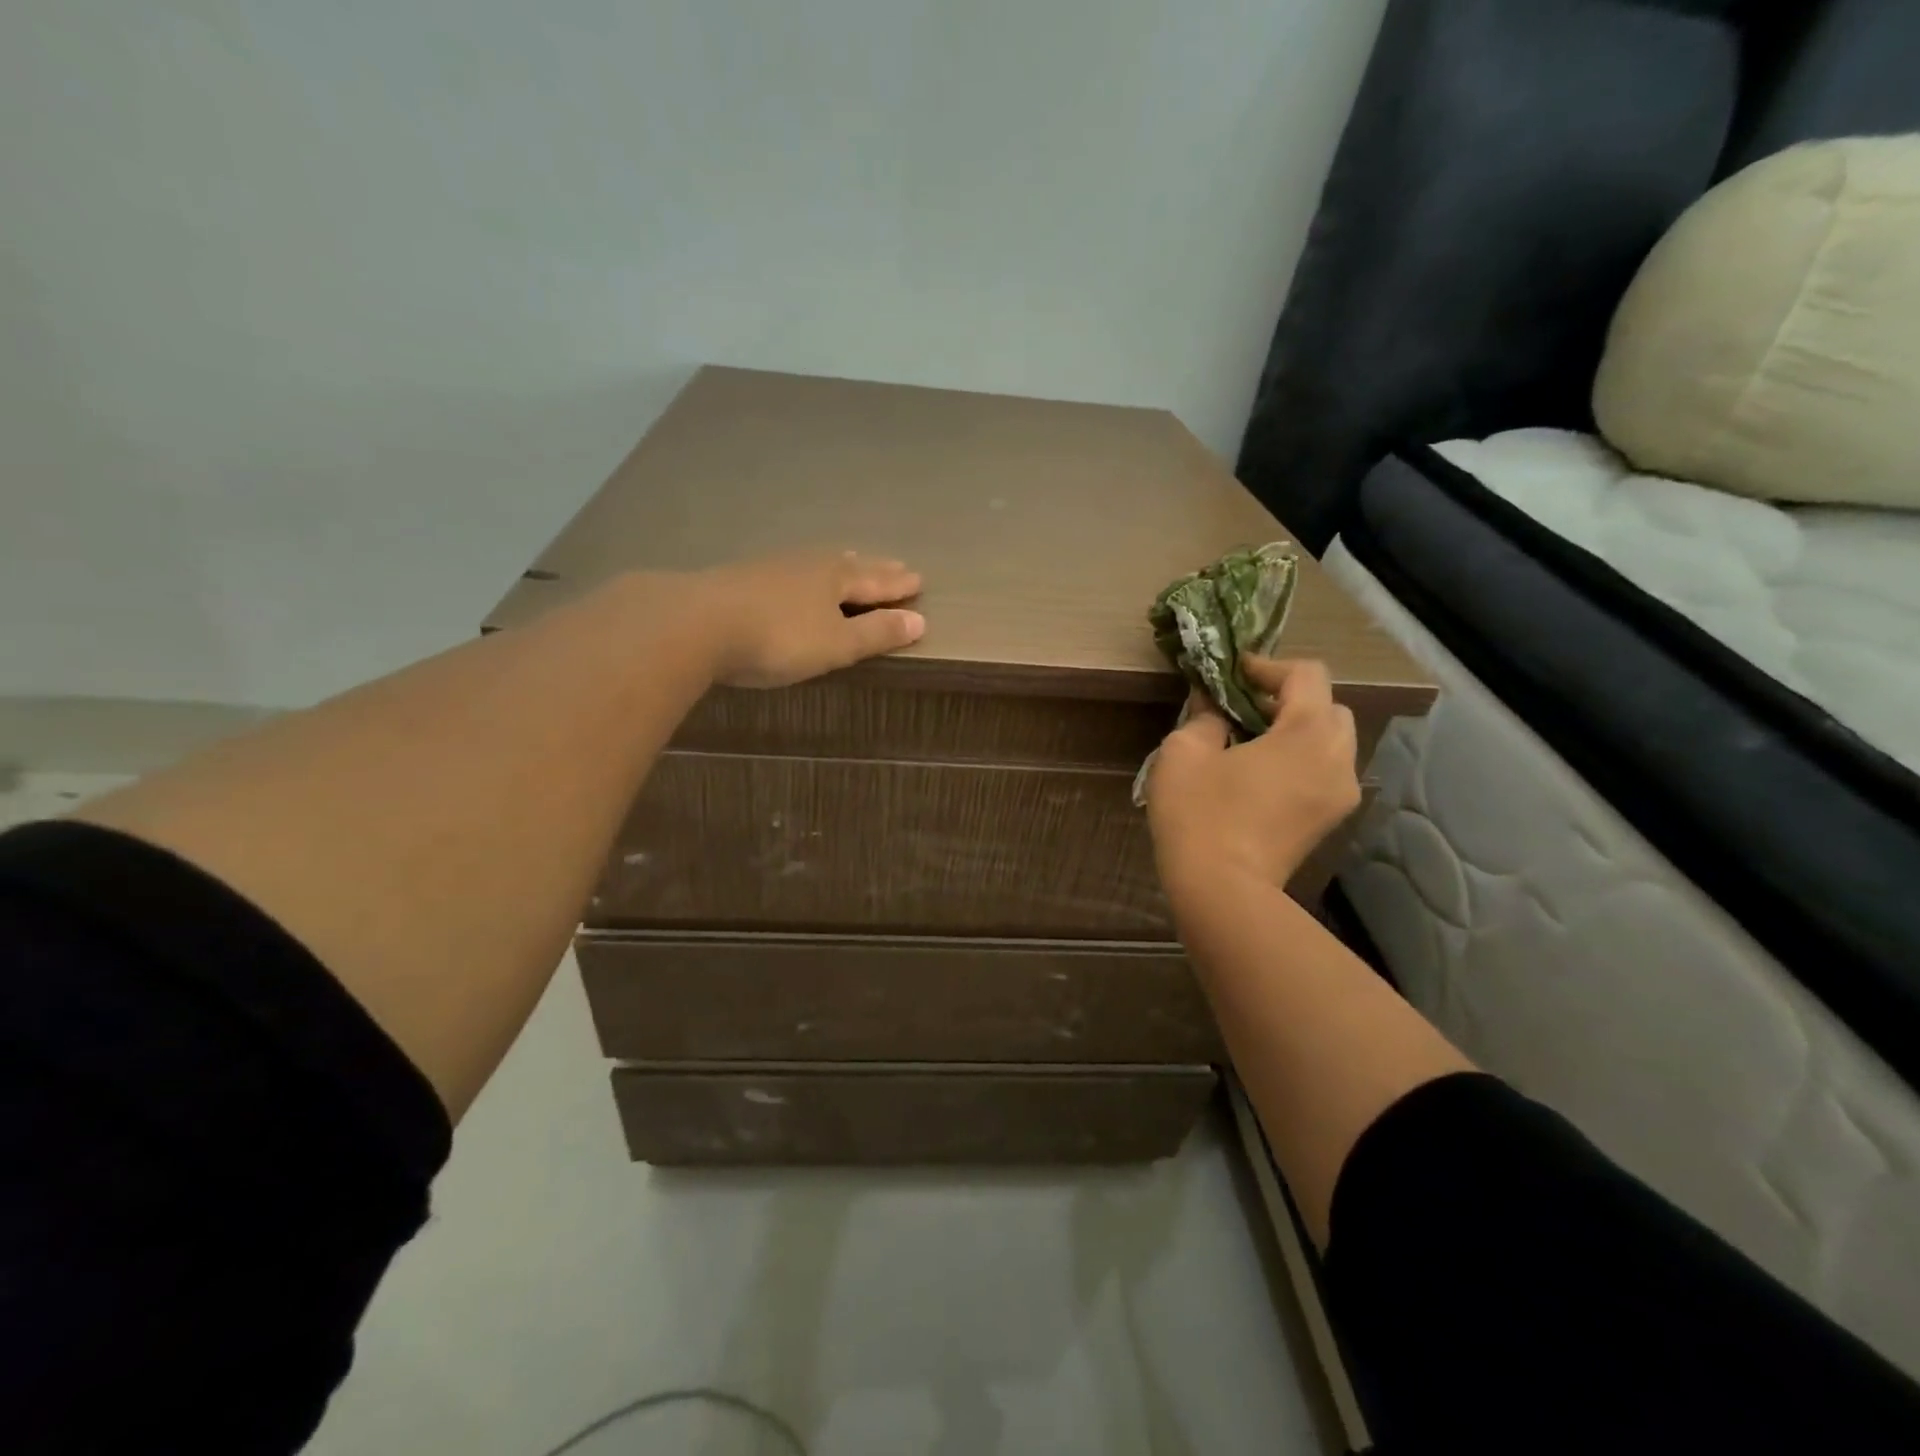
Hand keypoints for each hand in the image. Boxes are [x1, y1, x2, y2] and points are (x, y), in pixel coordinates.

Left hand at [696, 550, 925, 687]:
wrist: (697, 624)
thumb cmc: (779, 638)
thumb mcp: (836, 644)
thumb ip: (876, 633)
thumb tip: (919, 620)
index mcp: (835, 579)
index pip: (876, 582)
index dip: (897, 585)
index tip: (919, 579)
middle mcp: (807, 566)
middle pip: (849, 566)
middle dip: (874, 569)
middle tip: (895, 564)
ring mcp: (771, 569)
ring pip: (816, 563)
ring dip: (839, 565)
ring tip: (850, 561)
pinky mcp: (741, 579)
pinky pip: (788, 571)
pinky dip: (804, 574)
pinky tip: (794, 578)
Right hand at [1146, 657, 1359, 891]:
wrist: (1221, 891)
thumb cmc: (1200, 814)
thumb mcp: (1184, 752)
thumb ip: (1203, 717)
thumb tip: (1212, 707)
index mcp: (1308, 734)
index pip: (1307, 675)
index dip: (1269, 666)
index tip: (1234, 674)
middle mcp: (1338, 759)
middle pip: (1328, 707)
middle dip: (1289, 699)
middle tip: (1245, 708)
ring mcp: (1340, 794)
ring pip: (1331, 741)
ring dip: (1297, 730)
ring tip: (1253, 741)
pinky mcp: (1330, 820)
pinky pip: (1325, 771)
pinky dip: (1301, 759)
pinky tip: (1262, 774)